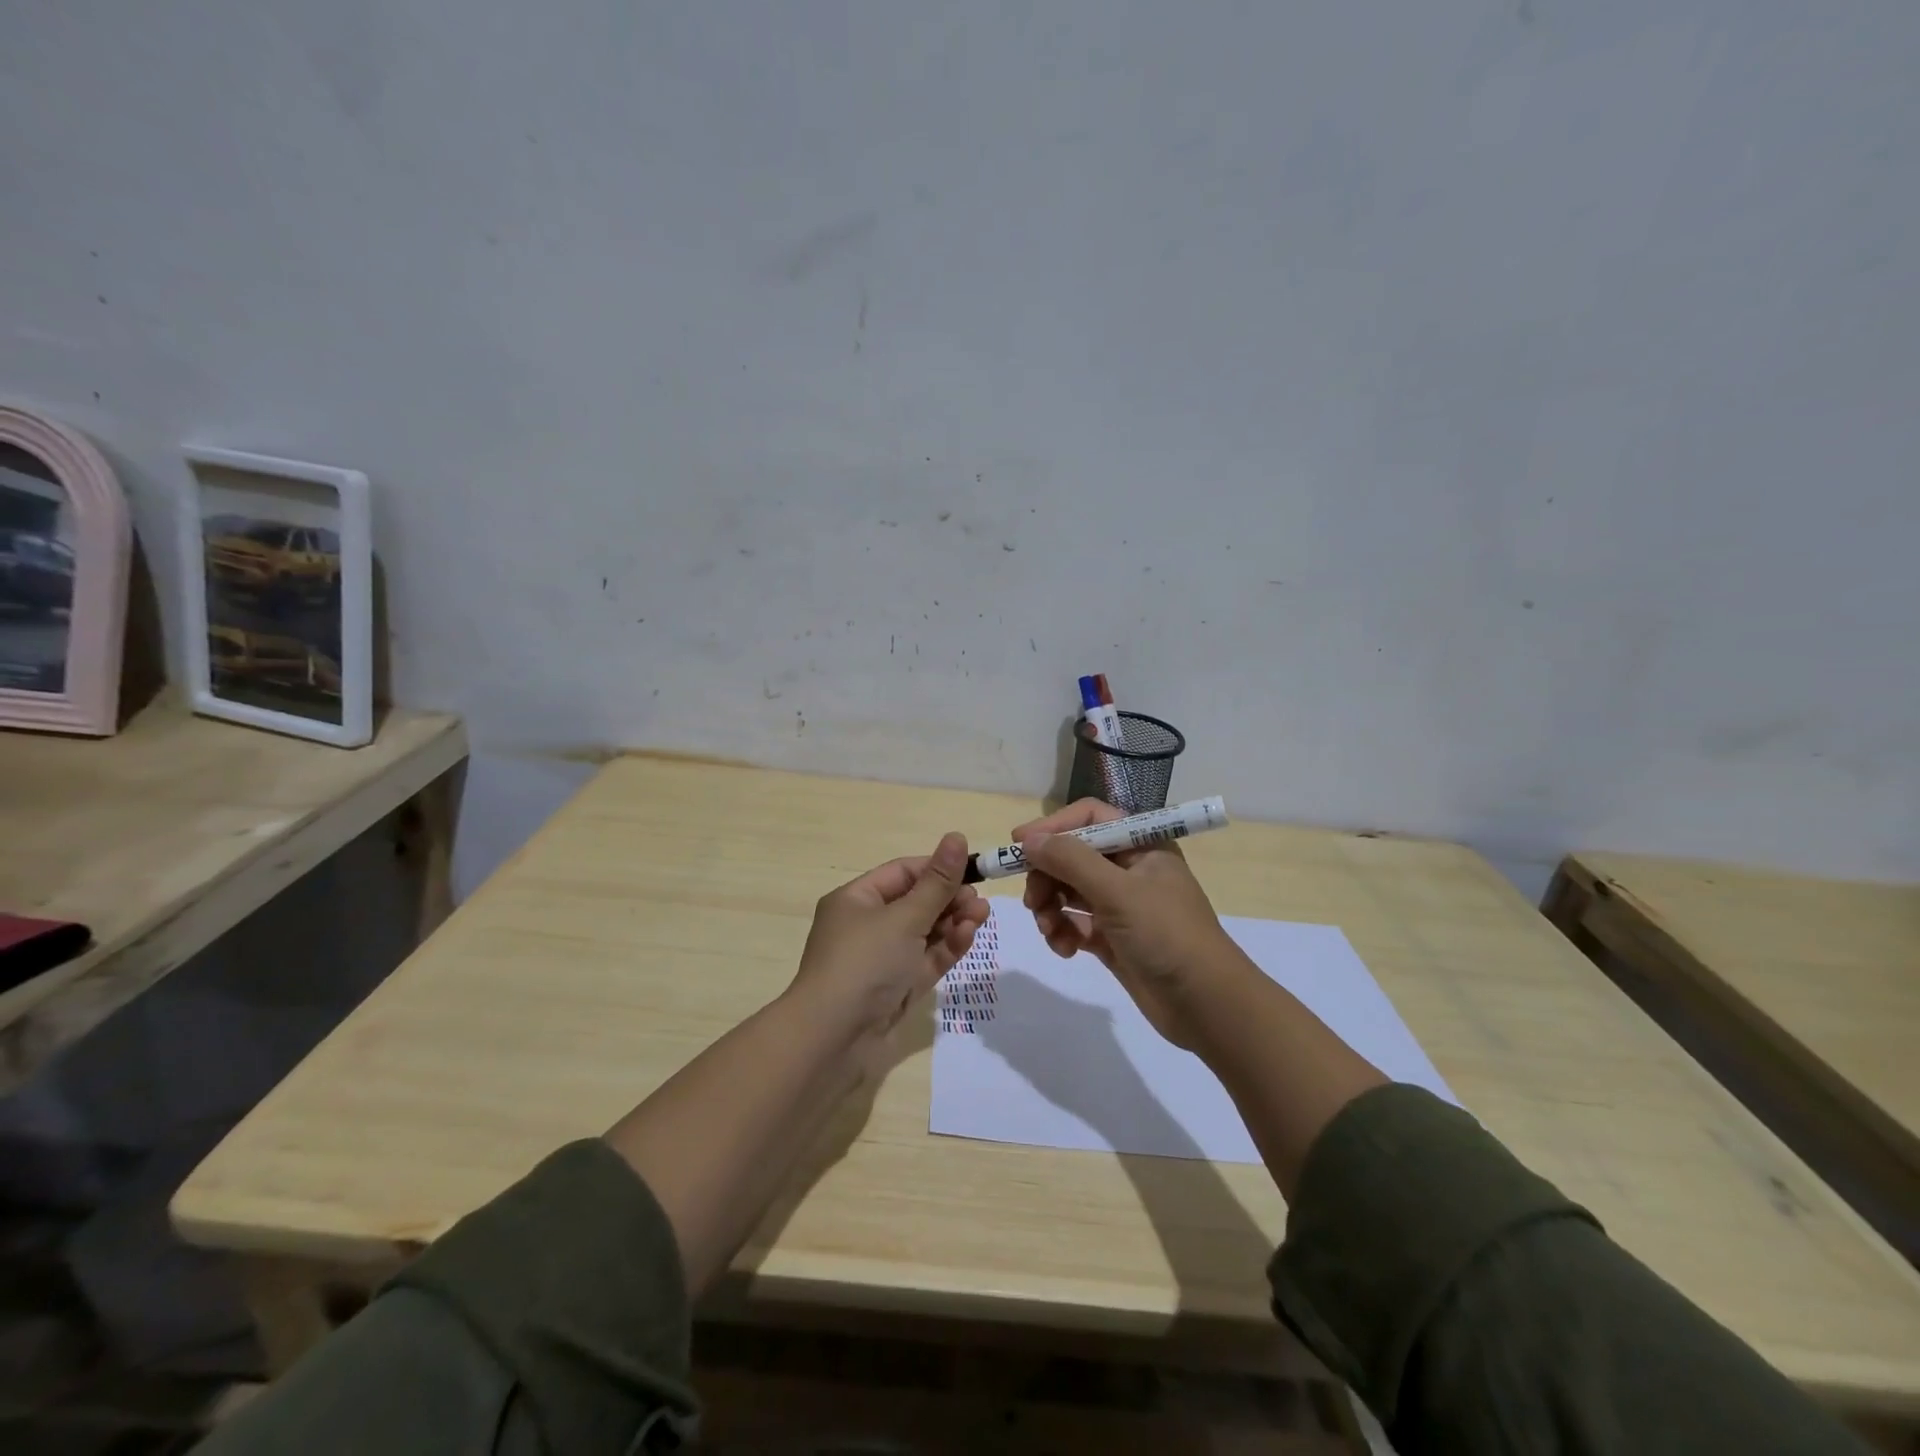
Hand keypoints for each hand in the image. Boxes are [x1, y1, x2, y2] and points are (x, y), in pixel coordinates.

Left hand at [792, 832, 989, 1048]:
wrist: (833, 1040)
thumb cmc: (864, 963)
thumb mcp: (904, 917)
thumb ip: (937, 882)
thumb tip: (957, 836)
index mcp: (856, 900)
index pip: (902, 873)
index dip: (937, 868)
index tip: (972, 869)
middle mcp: (866, 926)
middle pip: (915, 903)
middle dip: (949, 898)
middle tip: (978, 900)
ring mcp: (881, 960)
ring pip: (924, 933)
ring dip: (952, 922)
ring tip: (982, 915)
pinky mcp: (895, 989)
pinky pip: (924, 960)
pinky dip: (946, 948)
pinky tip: (968, 935)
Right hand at [1015, 800, 1243, 1048]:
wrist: (1207, 1005)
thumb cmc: (1166, 935)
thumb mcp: (1117, 891)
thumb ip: (1070, 860)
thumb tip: (1027, 840)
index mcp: (1142, 844)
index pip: (1089, 818)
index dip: (1053, 827)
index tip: (1018, 844)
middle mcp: (1130, 869)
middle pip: (1072, 856)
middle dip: (1047, 876)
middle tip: (1033, 901)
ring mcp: (1121, 905)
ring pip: (1069, 891)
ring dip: (1051, 908)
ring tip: (1050, 931)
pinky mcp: (1113, 938)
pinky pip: (1075, 924)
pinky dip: (1063, 933)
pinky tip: (1064, 949)